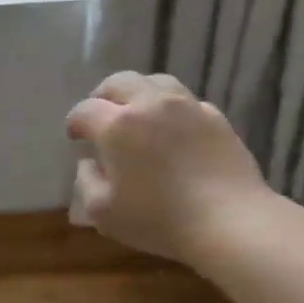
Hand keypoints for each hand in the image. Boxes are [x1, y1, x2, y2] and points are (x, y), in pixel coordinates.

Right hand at [66, 72, 270, 265]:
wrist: (228, 220)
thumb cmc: (157, 219)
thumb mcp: (103, 212)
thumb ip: (87, 182)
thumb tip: (89, 163)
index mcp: (117, 125)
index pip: (85, 110)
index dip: (75, 123)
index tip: (75, 138)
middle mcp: (150, 104)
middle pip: (119, 82)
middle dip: (103, 96)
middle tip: (100, 116)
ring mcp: (187, 106)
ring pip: (155, 82)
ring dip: (138, 94)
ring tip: (136, 114)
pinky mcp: (215, 117)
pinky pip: (185, 101)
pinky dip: (170, 109)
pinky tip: (171, 131)